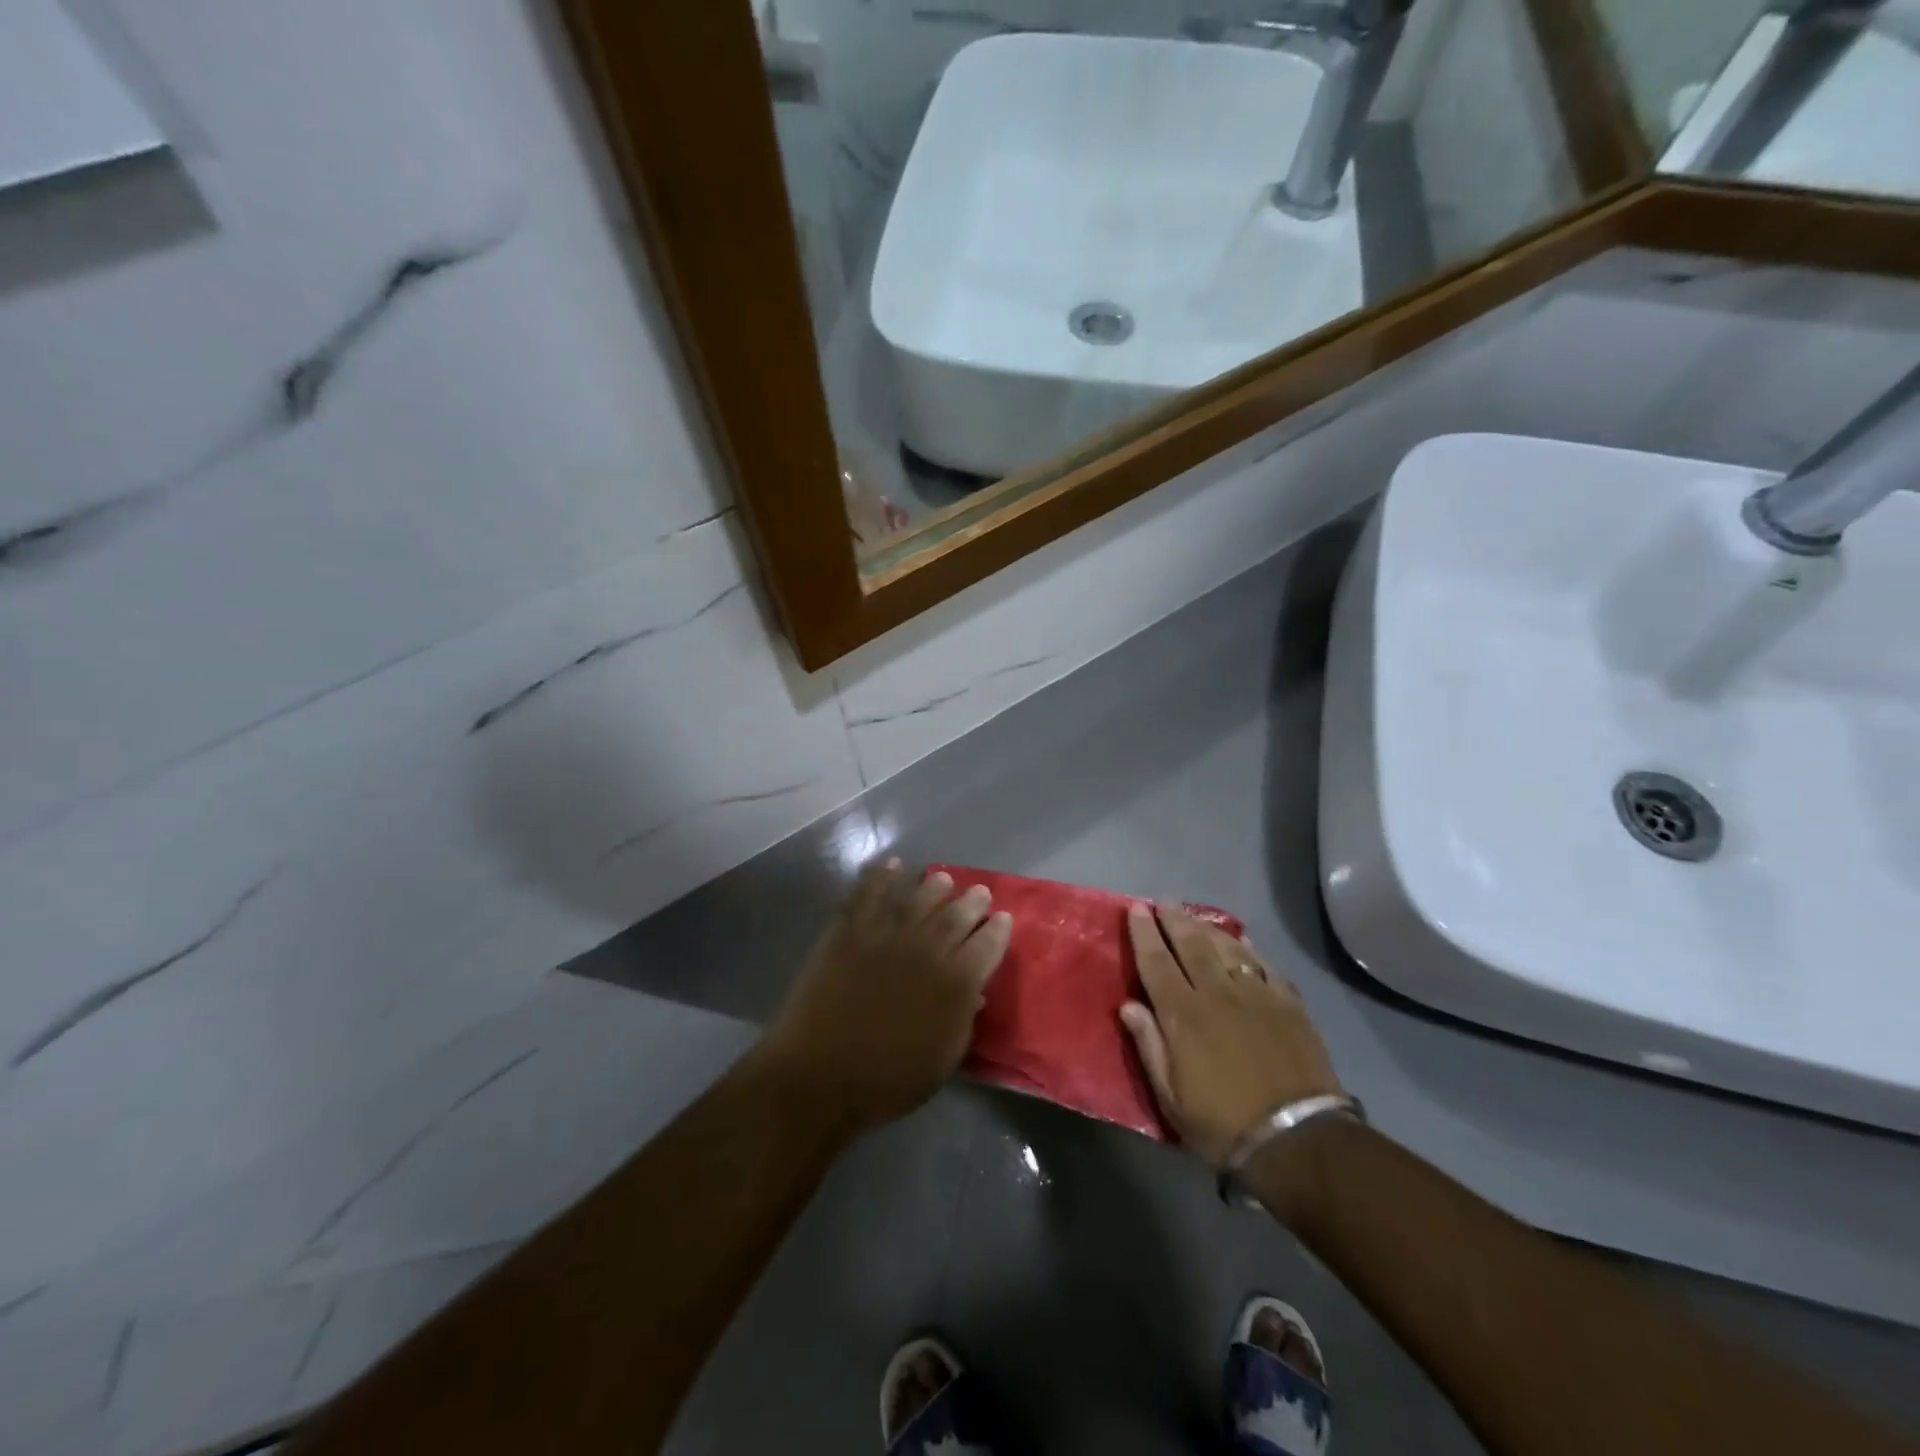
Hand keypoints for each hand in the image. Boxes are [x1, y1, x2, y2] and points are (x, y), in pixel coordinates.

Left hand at [761, 860, 1012, 1131]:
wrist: (820, 1076)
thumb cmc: (888, 1080)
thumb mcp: (943, 1060)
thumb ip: (962, 1019)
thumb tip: (972, 991)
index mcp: (957, 983)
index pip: (988, 945)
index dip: (998, 929)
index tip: (1003, 918)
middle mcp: (928, 949)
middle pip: (957, 915)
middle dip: (972, 902)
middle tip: (978, 892)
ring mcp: (887, 934)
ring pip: (918, 898)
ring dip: (934, 886)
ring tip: (942, 879)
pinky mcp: (850, 929)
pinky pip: (869, 892)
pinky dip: (882, 875)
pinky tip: (892, 865)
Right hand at [1120, 902, 1342, 1168]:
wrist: (1298, 1140)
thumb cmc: (1222, 1124)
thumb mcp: (1170, 1097)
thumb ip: (1149, 1046)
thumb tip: (1128, 1005)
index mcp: (1182, 1014)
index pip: (1156, 962)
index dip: (1144, 933)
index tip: (1137, 909)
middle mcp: (1217, 993)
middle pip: (1192, 945)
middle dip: (1175, 919)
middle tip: (1164, 901)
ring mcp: (1256, 995)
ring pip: (1227, 948)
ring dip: (1207, 928)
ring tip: (1195, 916)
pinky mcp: (1288, 1004)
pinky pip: (1264, 965)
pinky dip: (1249, 949)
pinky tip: (1243, 942)